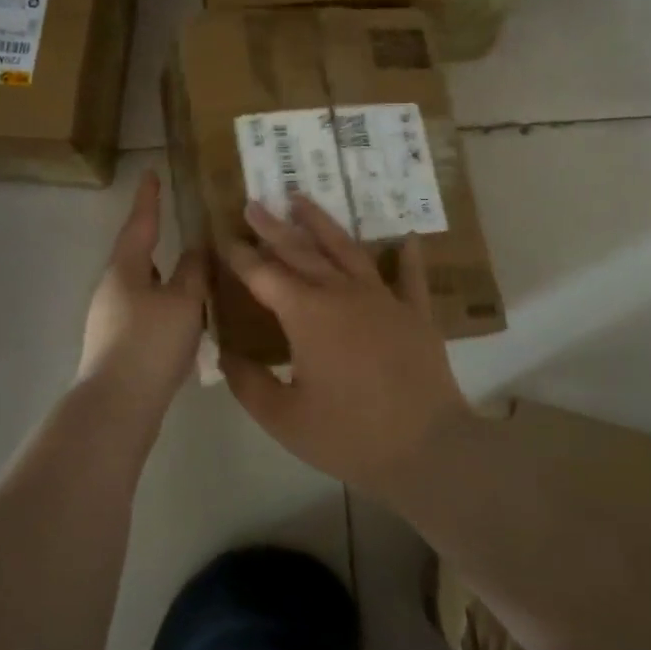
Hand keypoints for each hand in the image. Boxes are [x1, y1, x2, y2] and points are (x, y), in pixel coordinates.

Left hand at [77, 171, 206, 415]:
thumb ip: (193, 271)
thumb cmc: (150, 343)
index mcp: (125, 270)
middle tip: (183, 230)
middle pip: (138, 256)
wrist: (117, 406)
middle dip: (158, 242)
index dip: (148, 199)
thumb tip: (196, 249)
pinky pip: (146, 314)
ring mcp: (111, 319)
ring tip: (196, 279)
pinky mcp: (117, 345)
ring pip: (144, 288)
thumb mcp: (183, 302)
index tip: (150, 173)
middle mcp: (112, 289)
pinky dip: (166, 308)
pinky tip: (186, 322)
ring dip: (167, 280)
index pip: (140, 224)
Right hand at [220, 195, 468, 495]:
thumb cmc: (349, 436)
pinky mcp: (415, 313)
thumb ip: (248, 382)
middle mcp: (342, 294)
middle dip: (273, 228)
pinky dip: (406, 256)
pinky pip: (409, 277)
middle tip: (254, 204)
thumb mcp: (283, 418)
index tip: (223, 237)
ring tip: (302, 200)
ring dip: (322, 223)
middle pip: (301, 252)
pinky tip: (405, 237)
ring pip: (346, 250)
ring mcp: (383, 299)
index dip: (240, 256)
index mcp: (307, 315)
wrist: (428, 449)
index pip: (264, 275)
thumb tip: (225, 353)